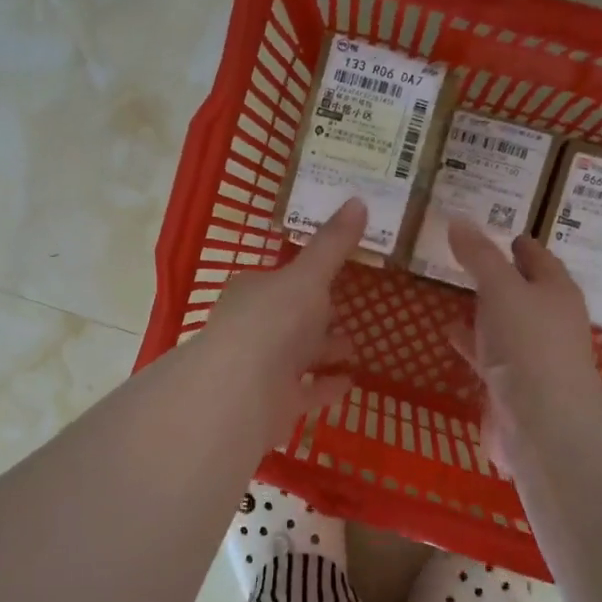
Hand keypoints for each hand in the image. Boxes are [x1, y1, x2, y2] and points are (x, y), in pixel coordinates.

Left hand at [200, 198, 364, 439]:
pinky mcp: (275, 402)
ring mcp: (263, 368)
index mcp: (254, 292)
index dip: (306, 277)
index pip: (281, 279)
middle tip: (349, 312)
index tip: (333, 275)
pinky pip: (307, 390)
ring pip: (298, 355)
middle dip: (318, 316)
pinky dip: (327, 385)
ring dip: (324, 351)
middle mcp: (254, 327)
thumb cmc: (274, 320)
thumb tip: (358, 199)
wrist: (243, 388)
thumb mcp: (308, 275)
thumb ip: (333, 244)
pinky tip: (351, 382)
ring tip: (355, 347)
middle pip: (290, 318)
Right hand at [446, 218, 601, 468]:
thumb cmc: (528, 346)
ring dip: (485, 310)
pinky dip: (473, 342)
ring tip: (455, 293)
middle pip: (525, 291)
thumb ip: (479, 256)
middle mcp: (550, 322)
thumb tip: (458, 218)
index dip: (521, 244)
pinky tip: (451, 334)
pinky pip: (490, 354)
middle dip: (502, 276)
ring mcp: (532, 356)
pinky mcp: (512, 385)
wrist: (542, 424)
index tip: (503, 232)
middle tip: (471, 258)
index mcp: (557, 292)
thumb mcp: (501, 289)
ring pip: (506, 323)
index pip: (540, 259)